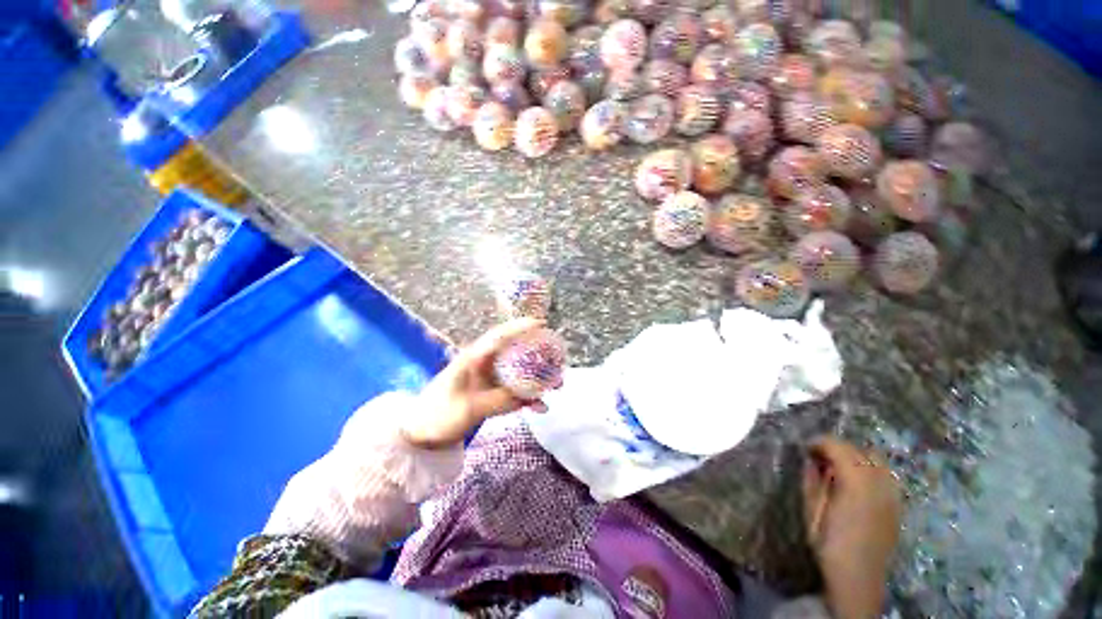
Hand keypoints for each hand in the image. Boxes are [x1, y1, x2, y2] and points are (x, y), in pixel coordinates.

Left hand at [401, 318, 548, 448]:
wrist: (421, 433)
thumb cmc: (438, 414)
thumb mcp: (469, 408)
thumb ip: (500, 400)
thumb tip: (530, 398)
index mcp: (474, 359)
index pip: (500, 337)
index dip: (520, 328)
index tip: (541, 323)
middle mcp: (485, 365)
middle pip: (515, 353)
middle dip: (538, 356)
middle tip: (557, 360)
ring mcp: (489, 380)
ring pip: (518, 372)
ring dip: (538, 378)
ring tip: (557, 385)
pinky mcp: (491, 393)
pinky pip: (514, 392)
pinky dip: (528, 398)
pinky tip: (540, 408)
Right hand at [802, 437, 901, 618]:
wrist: (858, 579)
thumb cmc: (829, 544)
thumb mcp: (812, 511)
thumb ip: (812, 481)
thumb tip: (810, 461)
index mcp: (855, 484)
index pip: (839, 448)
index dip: (820, 443)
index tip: (805, 448)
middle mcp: (878, 484)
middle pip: (858, 450)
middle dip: (837, 448)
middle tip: (818, 457)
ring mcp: (891, 495)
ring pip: (876, 460)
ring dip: (855, 457)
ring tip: (838, 467)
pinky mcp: (896, 505)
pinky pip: (886, 475)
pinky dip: (870, 469)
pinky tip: (857, 482)